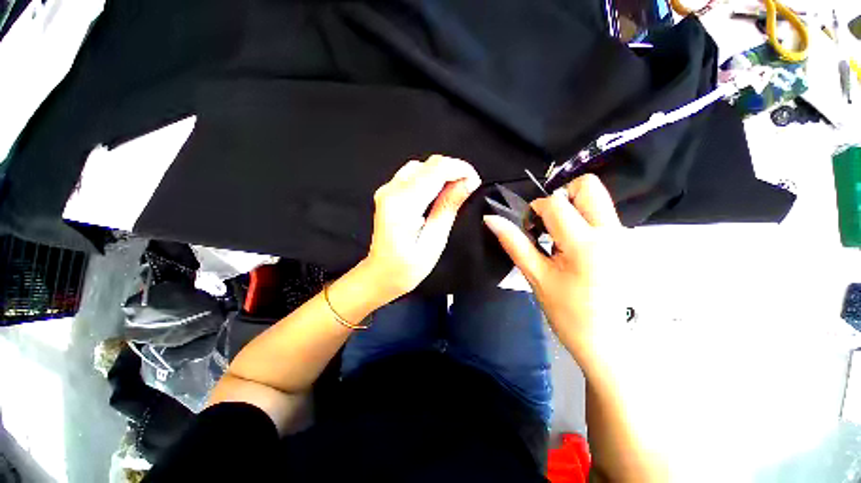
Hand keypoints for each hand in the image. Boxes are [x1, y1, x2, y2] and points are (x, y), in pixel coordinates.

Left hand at [363, 155, 480, 302]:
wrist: (380, 275)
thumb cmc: (407, 268)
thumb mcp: (433, 242)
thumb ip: (448, 208)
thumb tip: (468, 182)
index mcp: (402, 204)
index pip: (435, 170)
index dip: (460, 169)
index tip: (475, 181)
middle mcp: (391, 190)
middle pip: (428, 164)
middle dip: (453, 170)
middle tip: (468, 187)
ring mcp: (387, 189)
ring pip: (422, 167)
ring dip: (443, 173)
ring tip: (456, 190)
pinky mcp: (388, 193)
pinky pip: (413, 175)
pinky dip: (431, 178)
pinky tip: (439, 192)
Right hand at [484, 174, 624, 369]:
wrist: (606, 339)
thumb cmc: (566, 311)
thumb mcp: (535, 276)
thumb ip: (514, 243)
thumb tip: (491, 219)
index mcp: (585, 245)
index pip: (556, 204)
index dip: (535, 209)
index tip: (530, 227)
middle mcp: (611, 233)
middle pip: (587, 186)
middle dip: (561, 196)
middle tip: (548, 221)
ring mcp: (624, 235)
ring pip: (596, 197)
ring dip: (571, 207)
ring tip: (558, 235)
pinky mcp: (626, 240)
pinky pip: (601, 213)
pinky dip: (582, 218)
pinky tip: (573, 244)